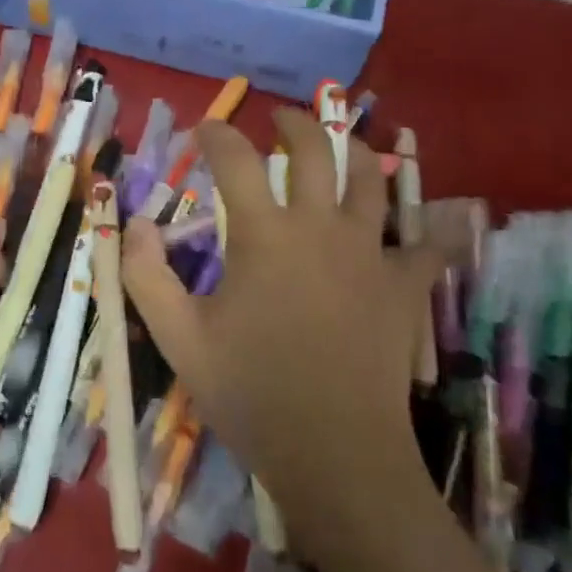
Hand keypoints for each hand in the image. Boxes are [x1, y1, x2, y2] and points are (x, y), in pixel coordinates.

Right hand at [120, 111, 441, 556]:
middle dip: (294, 124)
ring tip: (342, 143)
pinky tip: (437, 221)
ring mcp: (369, 253)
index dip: (216, 135)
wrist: (333, 452)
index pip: (234, 161)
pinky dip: (430, 229)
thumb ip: (146, 274)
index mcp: (264, 235)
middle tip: (279, 119)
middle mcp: (320, 227)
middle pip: (315, 150)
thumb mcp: (178, 337)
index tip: (204, 129)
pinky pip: (428, 246)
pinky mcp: (404, 286)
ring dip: (355, 151)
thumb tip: (134, 223)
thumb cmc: (250, 392)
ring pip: (371, 180)